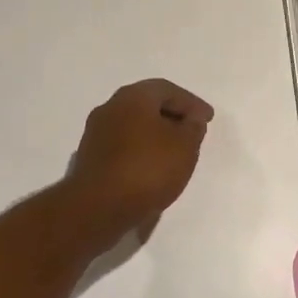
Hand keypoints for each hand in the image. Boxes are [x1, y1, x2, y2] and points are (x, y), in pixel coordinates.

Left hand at [65, 79, 213, 240]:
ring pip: (133, 127)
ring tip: (175, 152)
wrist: (98, 207)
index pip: (167, 90)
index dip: (191, 103)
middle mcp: (110, 108)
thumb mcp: (185, 146)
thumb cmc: (147, 169)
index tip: (207, 119)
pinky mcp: (90, 159)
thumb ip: (193, 128)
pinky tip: (152, 168)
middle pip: (147, 105)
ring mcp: (95, 134)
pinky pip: (123, 147)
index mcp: (132, 97)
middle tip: (192, 132)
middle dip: (172, 116)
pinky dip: (141, 151)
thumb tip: (190, 119)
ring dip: (155, 135)